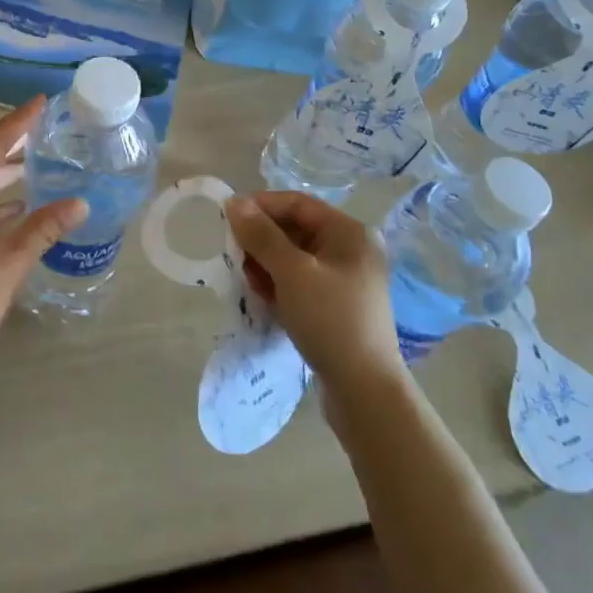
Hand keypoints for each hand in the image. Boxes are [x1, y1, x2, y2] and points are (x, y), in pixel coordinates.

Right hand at [225, 191, 404, 392]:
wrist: (365, 391)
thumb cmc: (330, 320)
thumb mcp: (291, 273)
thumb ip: (262, 235)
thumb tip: (234, 201)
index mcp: (348, 232)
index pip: (297, 203)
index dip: (261, 206)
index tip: (227, 218)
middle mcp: (350, 249)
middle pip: (295, 229)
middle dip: (261, 239)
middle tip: (234, 256)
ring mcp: (345, 279)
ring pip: (295, 257)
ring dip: (267, 263)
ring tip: (248, 281)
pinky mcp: (338, 305)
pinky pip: (301, 281)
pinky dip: (280, 284)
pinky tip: (264, 298)